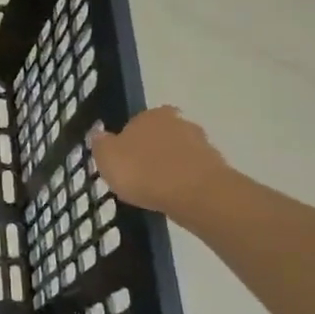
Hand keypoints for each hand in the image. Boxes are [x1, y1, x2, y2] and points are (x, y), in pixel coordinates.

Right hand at [89, 107, 234, 224]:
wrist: (196, 194)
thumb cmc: (144, 171)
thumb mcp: (107, 158)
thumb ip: (101, 144)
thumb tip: (98, 134)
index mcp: (150, 115)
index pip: (136, 122)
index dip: (128, 141)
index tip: (123, 161)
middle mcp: (178, 122)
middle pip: (160, 136)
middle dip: (152, 151)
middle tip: (140, 175)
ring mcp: (201, 144)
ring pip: (179, 154)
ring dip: (170, 167)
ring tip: (157, 191)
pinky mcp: (217, 167)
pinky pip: (193, 173)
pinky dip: (184, 182)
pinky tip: (175, 198)